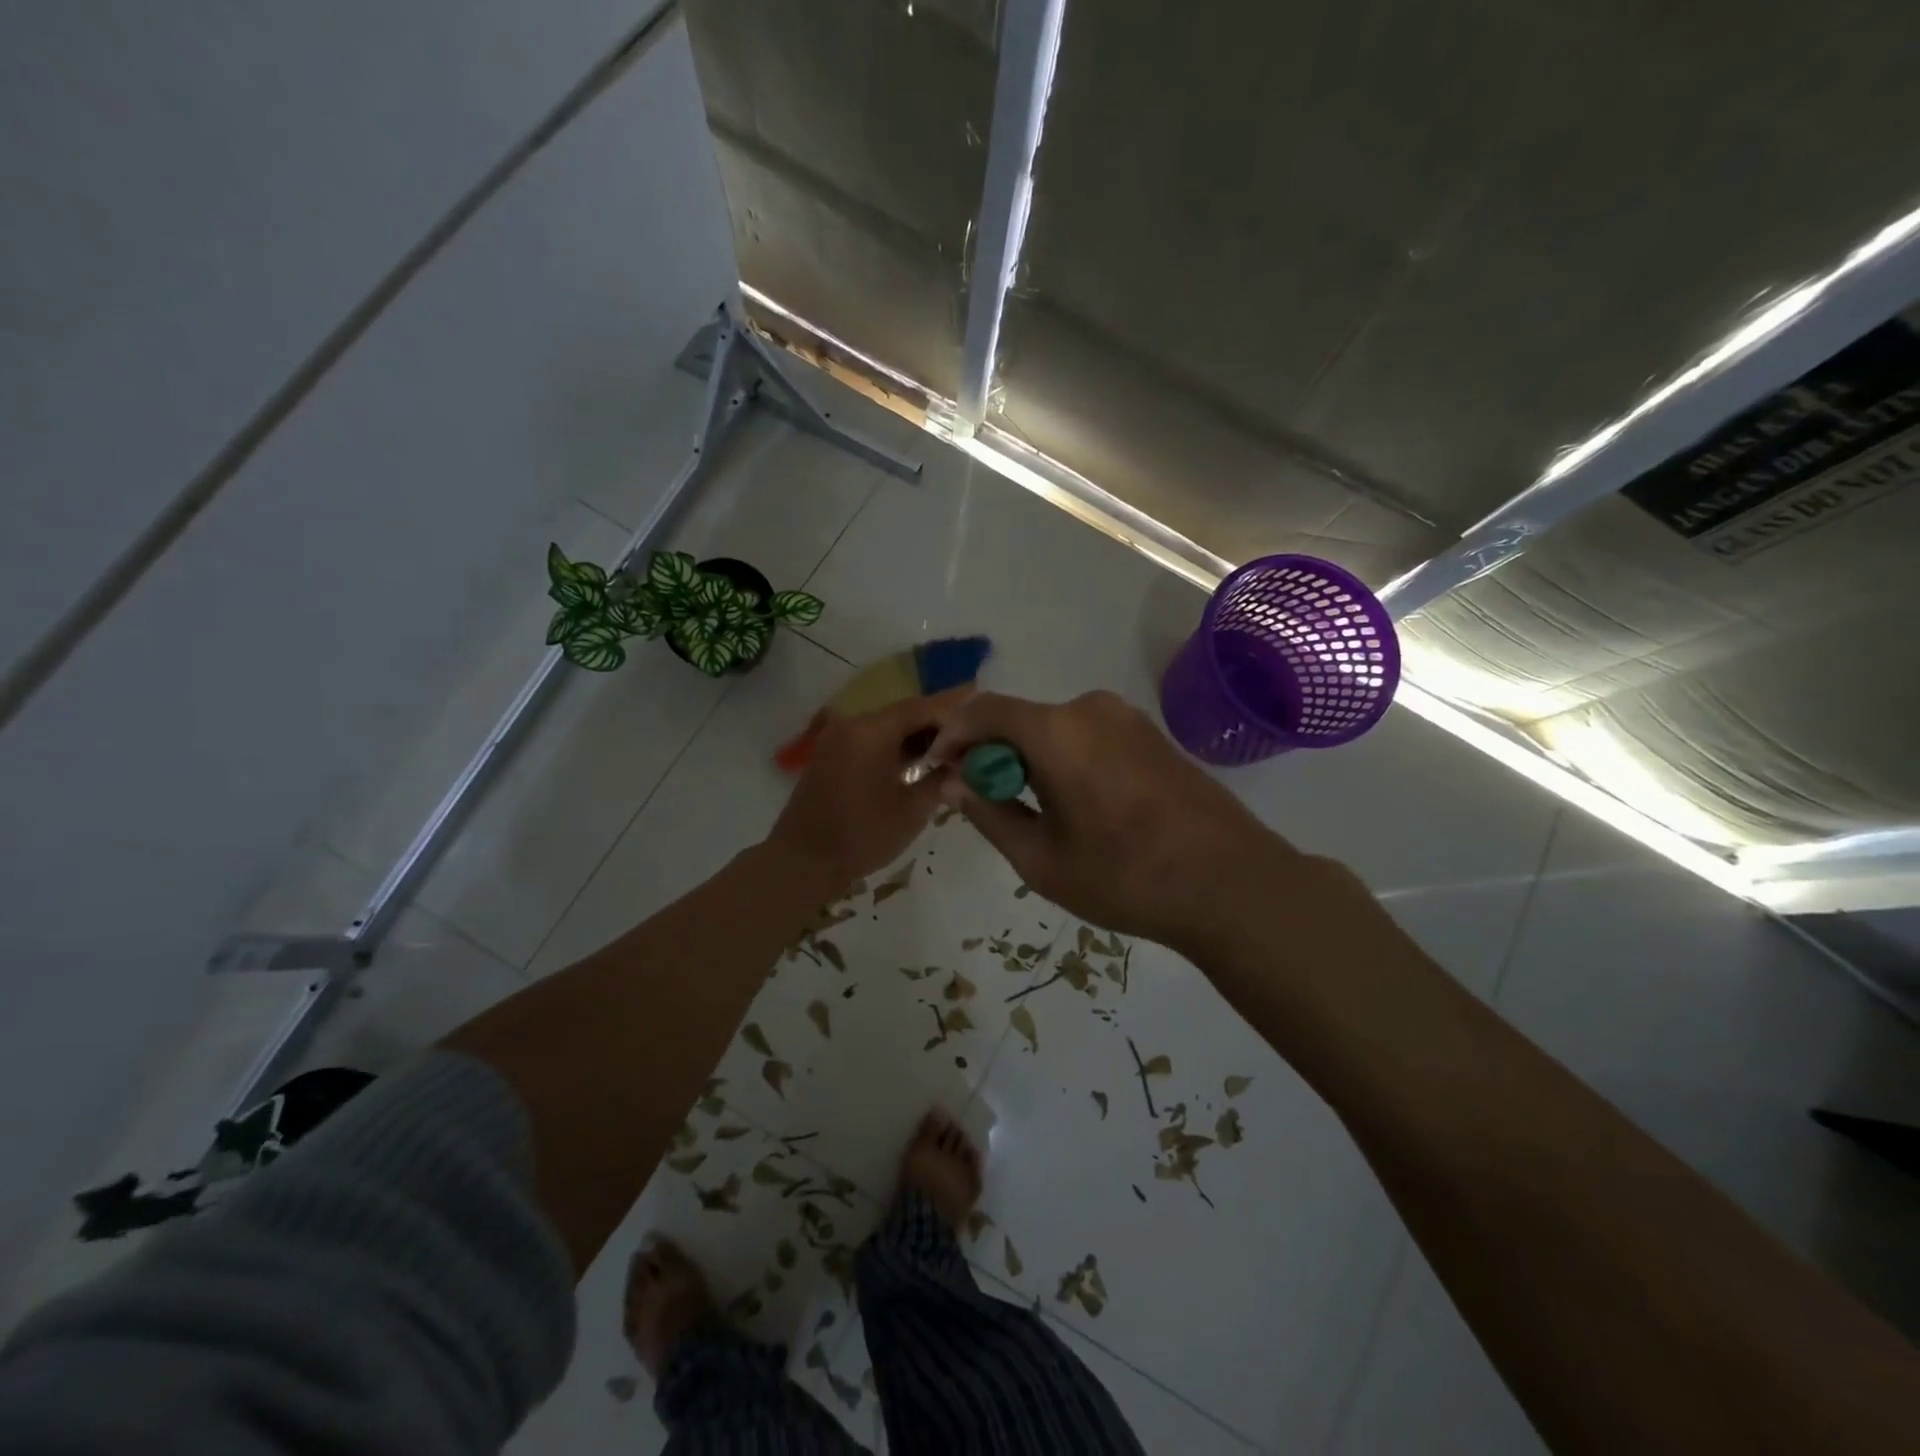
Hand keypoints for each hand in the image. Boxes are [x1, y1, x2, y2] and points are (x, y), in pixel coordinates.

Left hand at [766, 688, 972, 892]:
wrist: (802, 862)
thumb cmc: (862, 835)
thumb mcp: (912, 810)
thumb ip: (941, 779)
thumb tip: (963, 764)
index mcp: (871, 730)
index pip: (921, 707)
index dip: (954, 710)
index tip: (982, 716)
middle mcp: (852, 725)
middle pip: (904, 713)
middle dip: (938, 724)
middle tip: (973, 734)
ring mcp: (838, 739)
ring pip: (887, 727)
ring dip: (917, 736)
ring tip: (953, 749)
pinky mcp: (831, 756)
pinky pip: (871, 741)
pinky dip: (896, 747)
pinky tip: (920, 761)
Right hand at [930, 690, 1345, 955]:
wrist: (1231, 883)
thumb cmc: (1125, 877)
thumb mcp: (1041, 859)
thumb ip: (989, 814)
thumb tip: (954, 783)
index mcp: (1057, 730)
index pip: (983, 711)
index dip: (952, 736)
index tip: (938, 770)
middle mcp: (1090, 708)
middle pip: (1019, 718)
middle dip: (990, 752)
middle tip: (982, 799)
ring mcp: (1127, 718)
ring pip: (1054, 727)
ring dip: (1028, 756)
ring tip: (1029, 807)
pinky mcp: (1151, 734)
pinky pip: (1087, 734)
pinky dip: (1063, 757)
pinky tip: (1075, 801)